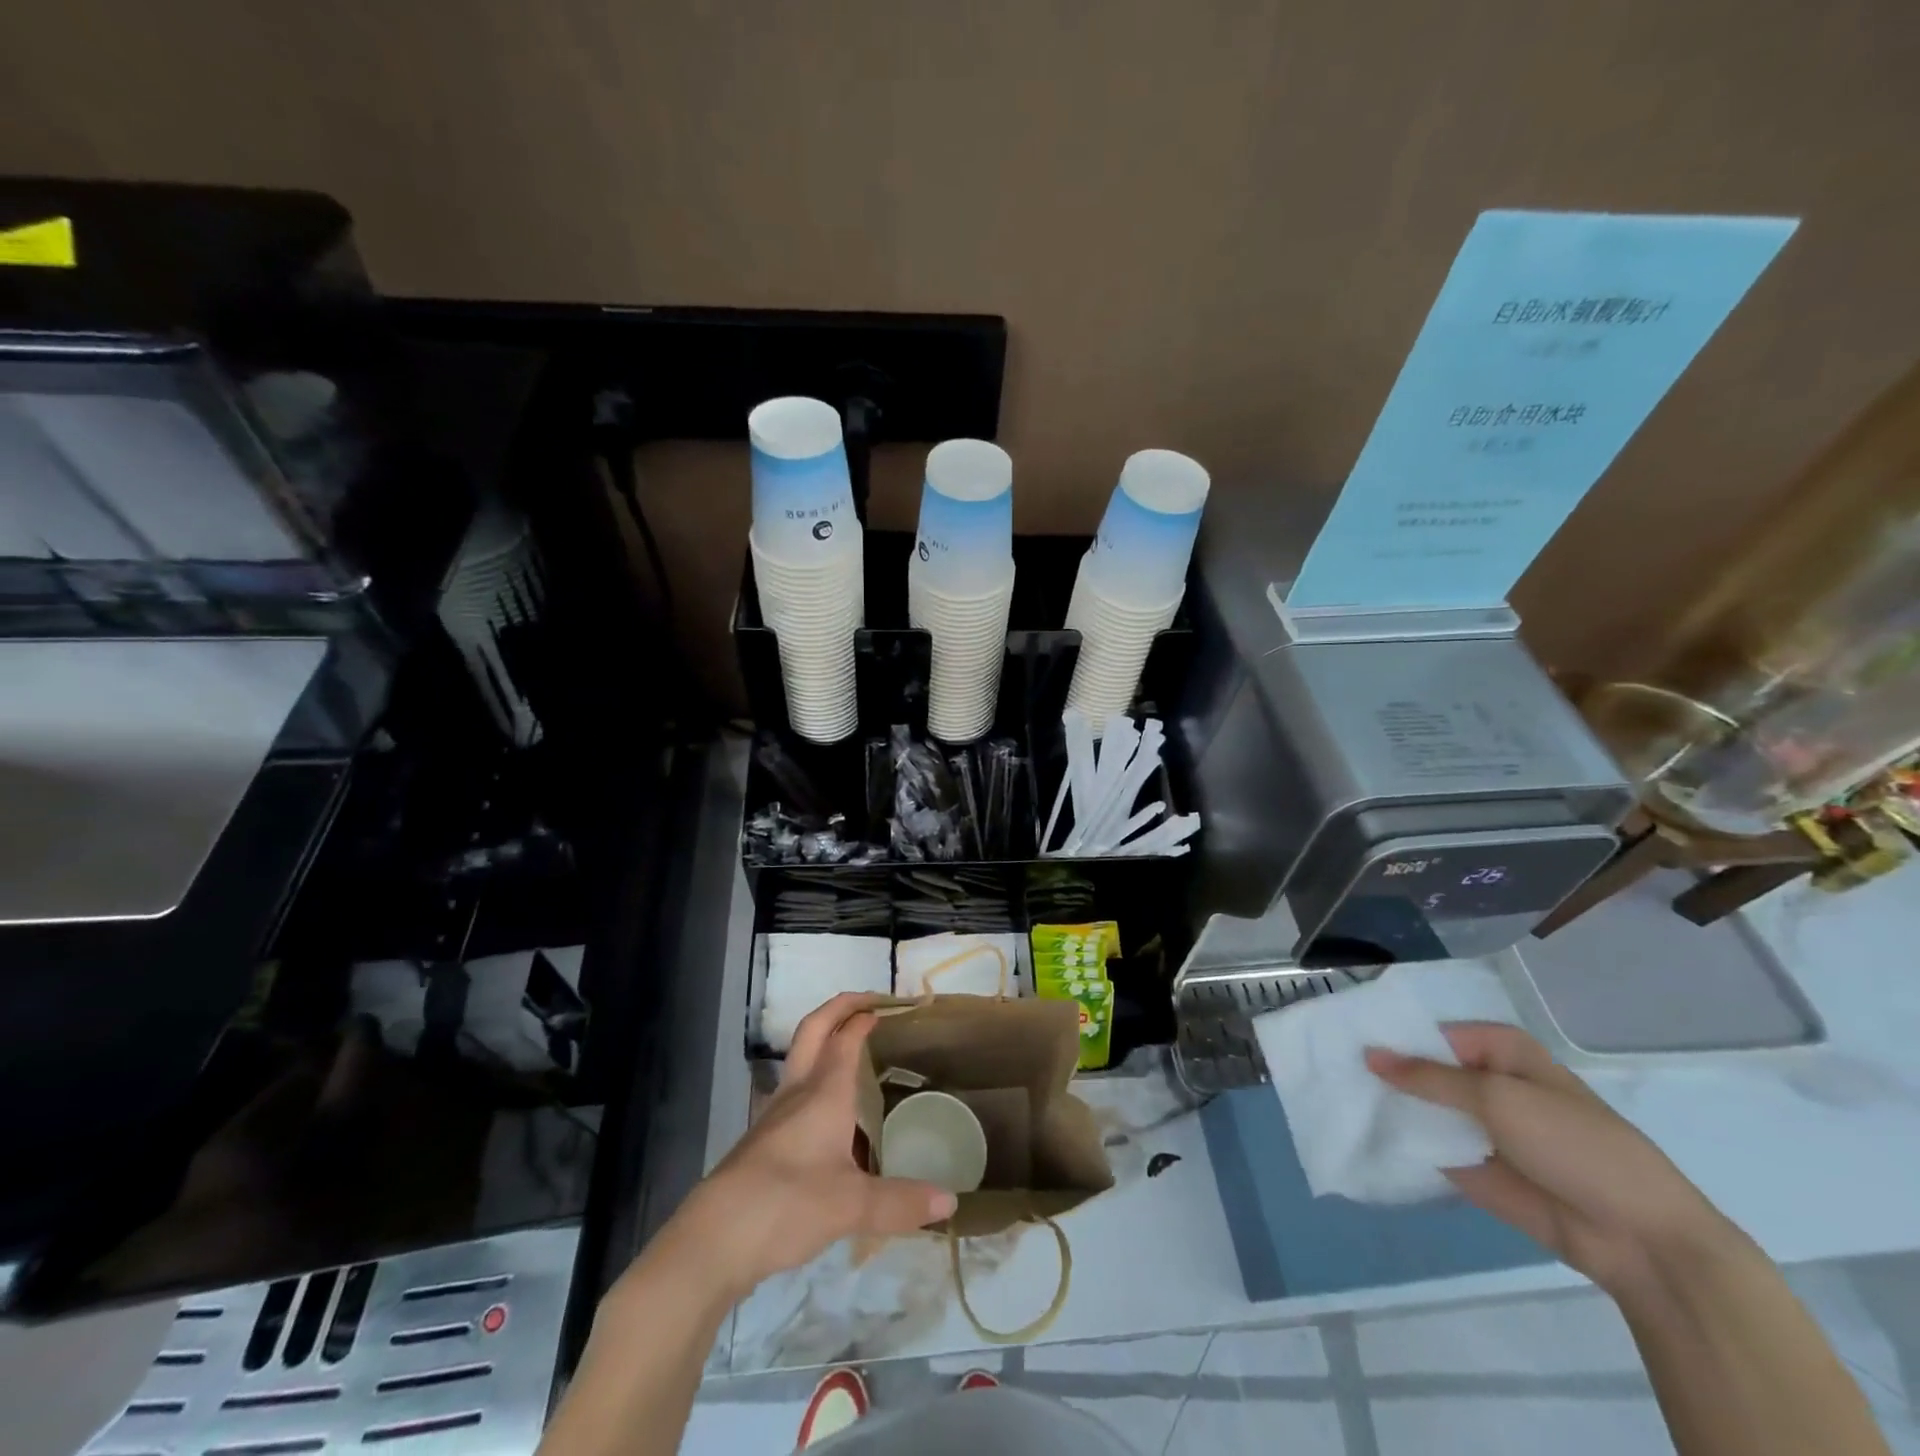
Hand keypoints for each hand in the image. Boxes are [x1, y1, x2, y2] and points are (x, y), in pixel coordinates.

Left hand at [670, 994, 955, 1301]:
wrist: (714, 1239)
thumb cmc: (787, 1204)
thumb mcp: (852, 1206)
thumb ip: (901, 1202)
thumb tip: (951, 1204)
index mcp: (823, 1093)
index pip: (845, 1038)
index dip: (863, 1016)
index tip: (886, 1006)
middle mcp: (798, 1092)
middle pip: (814, 1030)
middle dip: (839, 1008)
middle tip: (866, 1002)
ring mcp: (775, 1115)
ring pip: (800, 1059)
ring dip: (823, 1040)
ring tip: (852, 1050)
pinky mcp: (762, 1140)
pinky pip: (794, 1092)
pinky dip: (815, 1079)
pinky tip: (829, 1112)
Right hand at [1366, 1022, 1739, 1296]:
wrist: (1638, 1239)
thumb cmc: (1575, 1145)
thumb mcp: (1497, 1098)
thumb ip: (1428, 1077)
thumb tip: (1368, 1054)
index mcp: (1499, 1050)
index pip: (1430, 1030)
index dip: (1390, 1032)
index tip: (1341, 1034)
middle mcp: (1486, 1081)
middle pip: (1421, 1068)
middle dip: (1382, 1069)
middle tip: (1327, 1064)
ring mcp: (1478, 1126)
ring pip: (1420, 1106)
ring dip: (1386, 1104)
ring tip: (1333, 1095)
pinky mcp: (1471, 1165)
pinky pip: (1427, 1145)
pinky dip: (1398, 1139)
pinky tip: (1356, 1130)